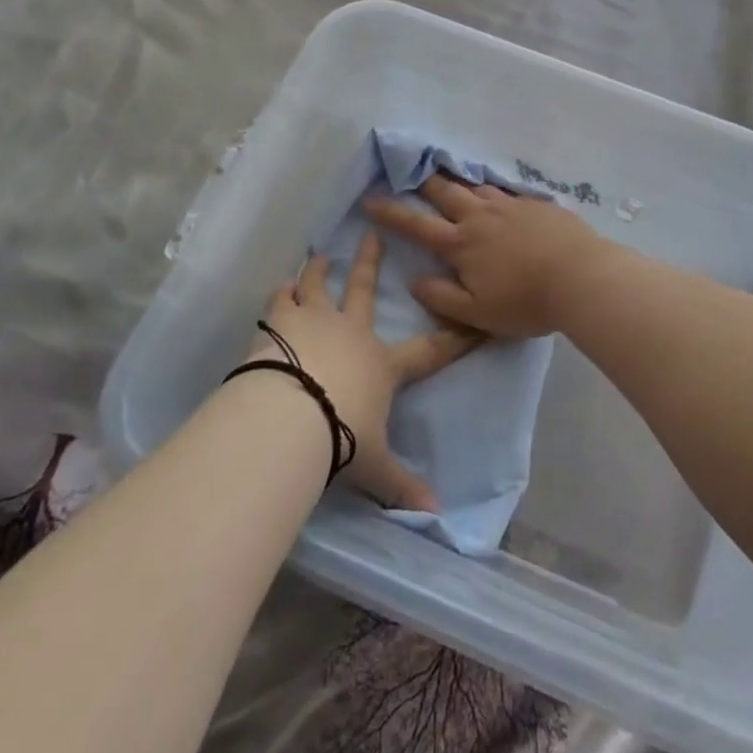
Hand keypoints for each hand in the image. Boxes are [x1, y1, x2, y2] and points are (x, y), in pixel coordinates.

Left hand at [255, 233, 477, 513]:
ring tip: (319, 257)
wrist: (289, 417)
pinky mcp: (279, 324)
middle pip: (364, 290)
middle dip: (371, 263)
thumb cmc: (339, 438)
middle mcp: (351, 333)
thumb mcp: (373, 467)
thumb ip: (401, 485)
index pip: (429, 350)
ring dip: (319, 271)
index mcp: (381, 365)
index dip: (455, 337)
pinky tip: (280, 285)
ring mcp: (314, 322)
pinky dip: (282, 292)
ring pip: (318, 286)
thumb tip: (436, 517)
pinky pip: (281, 301)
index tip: (473, 320)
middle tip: (372, 236)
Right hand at [363, 176, 623, 339]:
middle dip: (424, 182)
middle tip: (410, 171)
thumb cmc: (526, 301)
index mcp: (461, 243)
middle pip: (445, 193)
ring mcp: (510, 206)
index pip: (416, 225)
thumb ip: (442, 297)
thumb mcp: (477, 313)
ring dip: (459, 182)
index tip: (370, 198)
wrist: (581, 276)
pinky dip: (492, 189)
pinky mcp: (536, 204)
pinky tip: (496, 192)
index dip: (390, 212)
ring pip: (476, 187)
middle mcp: (481, 217)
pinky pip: (506, 191)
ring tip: (450, 176)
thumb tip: (415, 280)